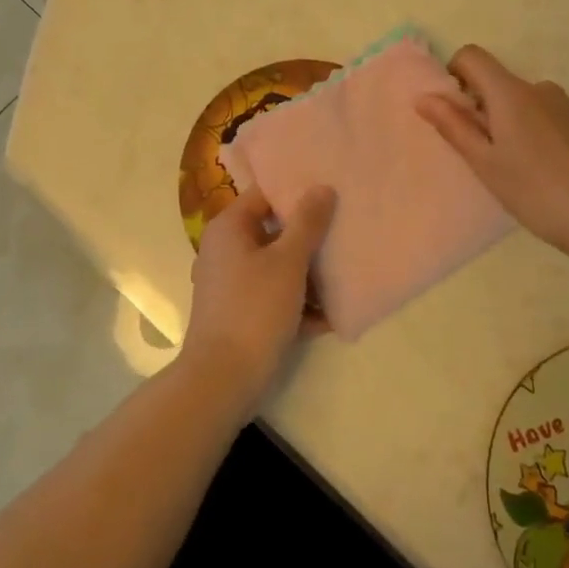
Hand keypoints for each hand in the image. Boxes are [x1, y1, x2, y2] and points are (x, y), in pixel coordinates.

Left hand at [180, 184, 336, 418]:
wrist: (222, 380)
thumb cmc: (254, 309)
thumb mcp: (288, 262)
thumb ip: (307, 223)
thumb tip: (321, 187)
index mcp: (229, 228)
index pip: (264, 194)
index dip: (297, 191)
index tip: (330, 191)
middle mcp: (225, 250)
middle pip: (272, 231)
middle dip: (308, 235)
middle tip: (344, 229)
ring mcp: (230, 284)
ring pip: (276, 266)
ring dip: (307, 272)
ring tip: (345, 271)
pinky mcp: (239, 314)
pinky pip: (273, 296)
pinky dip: (297, 303)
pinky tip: (330, 316)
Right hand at [416, 45, 568, 255]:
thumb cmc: (532, 190)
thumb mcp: (483, 162)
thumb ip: (452, 125)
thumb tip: (423, 97)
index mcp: (510, 93)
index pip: (472, 56)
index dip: (455, 75)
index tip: (457, 112)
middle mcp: (539, 88)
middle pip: (497, 81)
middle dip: (483, 107)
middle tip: (485, 152)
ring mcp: (566, 104)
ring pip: (523, 100)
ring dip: (511, 120)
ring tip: (517, 164)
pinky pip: (547, 114)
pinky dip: (536, 130)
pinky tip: (544, 167)